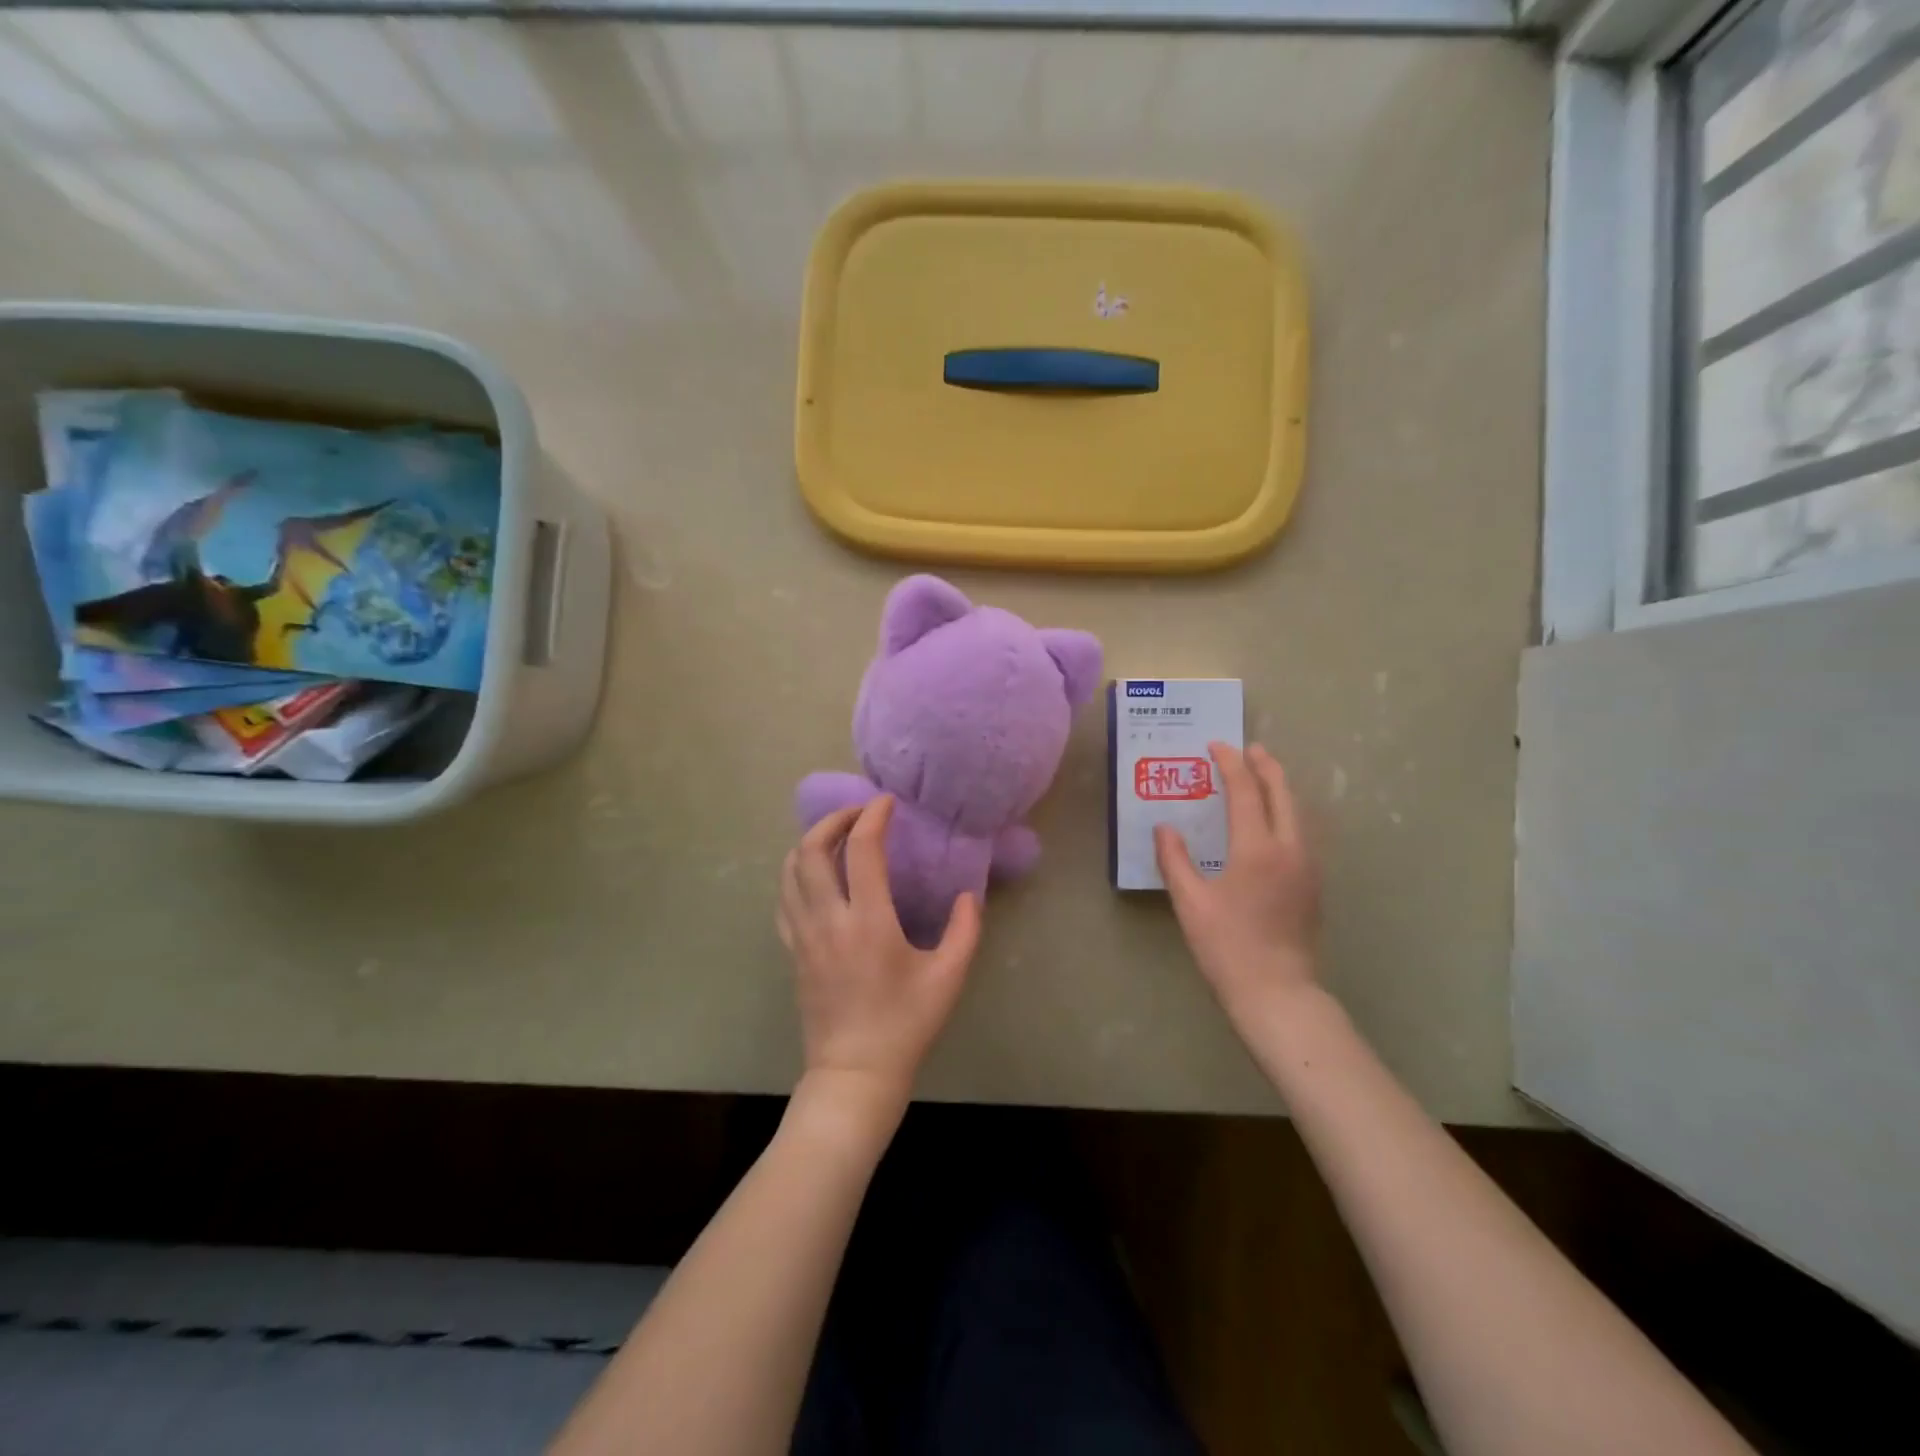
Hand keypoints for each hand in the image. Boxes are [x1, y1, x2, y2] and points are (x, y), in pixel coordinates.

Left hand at [777, 796, 981, 1108]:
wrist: (855, 1073)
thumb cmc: (905, 1025)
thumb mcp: (949, 976)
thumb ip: (965, 929)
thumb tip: (968, 894)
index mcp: (869, 921)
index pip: (862, 848)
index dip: (874, 816)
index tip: (888, 802)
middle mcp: (829, 919)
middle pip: (812, 848)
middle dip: (834, 819)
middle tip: (859, 813)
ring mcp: (804, 935)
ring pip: (790, 870)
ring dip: (811, 842)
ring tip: (838, 837)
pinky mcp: (793, 952)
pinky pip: (784, 899)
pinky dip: (797, 874)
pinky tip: (817, 876)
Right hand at [1155, 742, 1320, 1020]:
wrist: (1278, 993)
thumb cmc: (1227, 947)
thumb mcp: (1190, 903)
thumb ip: (1174, 860)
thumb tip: (1164, 828)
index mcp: (1257, 849)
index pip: (1246, 792)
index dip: (1231, 764)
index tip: (1217, 746)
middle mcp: (1290, 849)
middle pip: (1283, 794)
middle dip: (1267, 766)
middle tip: (1250, 749)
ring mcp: (1308, 867)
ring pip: (1298, 813)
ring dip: (1280, 789)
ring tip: (1263, 777)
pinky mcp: (1313, 886)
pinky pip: (1302, 833)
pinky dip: (1287, 813)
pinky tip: (1273, 823)